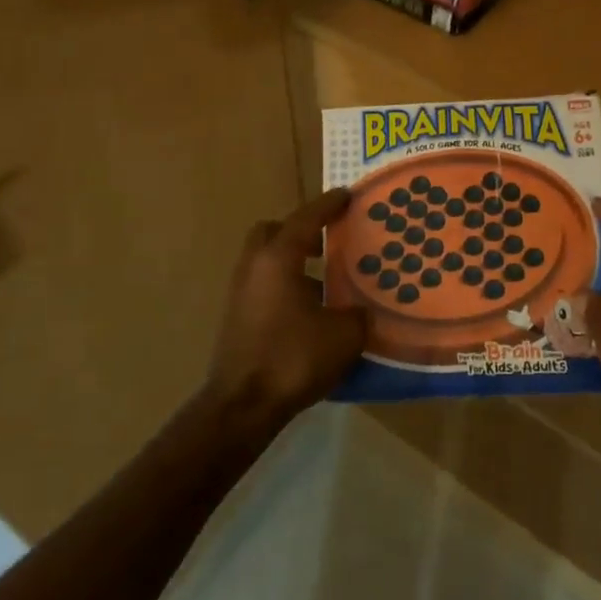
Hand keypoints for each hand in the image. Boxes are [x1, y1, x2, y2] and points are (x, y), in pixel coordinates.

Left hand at [203, 189, 367, 434]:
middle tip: (328, 239)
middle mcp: (254, 266)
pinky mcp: (237, 316)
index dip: (329, 205)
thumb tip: (363, 310)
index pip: (306, 218)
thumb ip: (358, 314)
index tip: (348, 195)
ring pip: (267, 259)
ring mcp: (241, 291)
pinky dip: (285, 284)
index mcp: (278, 258)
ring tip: (325, 278)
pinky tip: (310, 310)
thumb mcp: (344, 335)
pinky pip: (264, 284)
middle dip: (300, 230)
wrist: (243, 404)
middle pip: (274, 231)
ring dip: (293, 260)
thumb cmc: (293, 358)